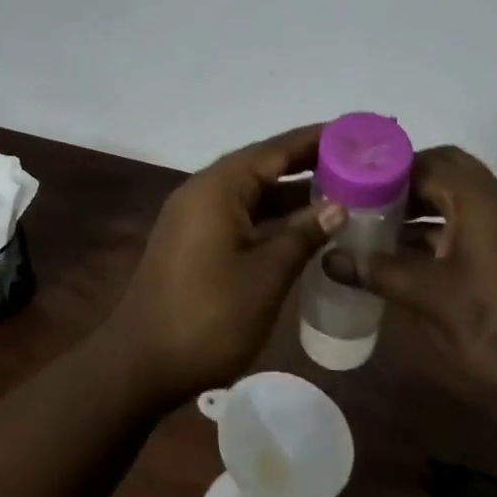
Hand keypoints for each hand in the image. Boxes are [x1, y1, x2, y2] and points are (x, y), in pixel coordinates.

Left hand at [104, 125, 344, 405]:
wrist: (141, 364)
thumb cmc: (208, 317)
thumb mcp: (266, 275)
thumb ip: (302, 234)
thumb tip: (338, 205)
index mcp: (217, 188)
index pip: (273, 150)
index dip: (314, 140)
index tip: (353, 132)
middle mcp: (203, 192)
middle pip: (261, 166)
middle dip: (306, 163)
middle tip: (355, 161)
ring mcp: (195, 218)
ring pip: (251, 193)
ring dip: (290, 192)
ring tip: (341, 190)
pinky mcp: (194, 242)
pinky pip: (240, 215)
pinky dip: (272, 216)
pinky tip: (303, 227)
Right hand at [349, 147, 496, 402]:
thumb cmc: (496, 327)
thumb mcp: (429, 296)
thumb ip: (378, 271)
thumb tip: (329, 258)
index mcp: (480, 201)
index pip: (428, 161)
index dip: (387, 167)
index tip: (350, 180)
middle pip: (446, 174)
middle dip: (404, 184)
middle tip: (362, 199)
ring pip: (457, 203)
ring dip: (419, 209)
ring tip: (373, 226)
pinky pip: (467, 230)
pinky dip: (436, 235)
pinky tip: (402, 260)